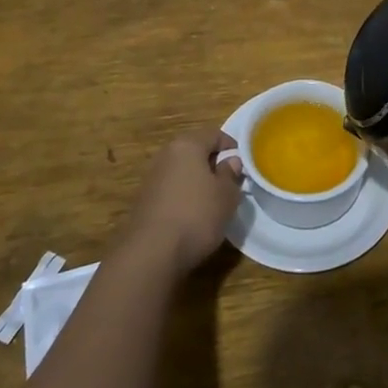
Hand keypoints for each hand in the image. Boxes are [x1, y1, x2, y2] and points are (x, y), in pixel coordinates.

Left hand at [119, 127, 242, 277]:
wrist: (151, 252)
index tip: (243, 163)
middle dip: (213, 163)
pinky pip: (171, 189)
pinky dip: (183, 196)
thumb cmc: (197, 215)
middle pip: (195, 151)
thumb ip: (231, 174)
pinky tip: (192, 216)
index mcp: (187, 145)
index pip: (214, 134)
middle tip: (229, 182)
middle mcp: (166, 155)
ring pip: (182, 171)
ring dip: (197, 181)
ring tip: (213, 201)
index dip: (231, 146)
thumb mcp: (226, 195)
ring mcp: (152, 178)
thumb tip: (230, 161)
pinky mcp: (144, 200)